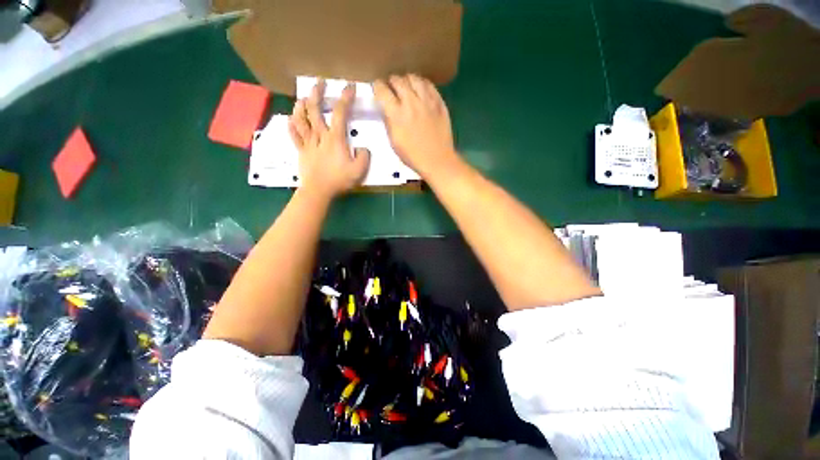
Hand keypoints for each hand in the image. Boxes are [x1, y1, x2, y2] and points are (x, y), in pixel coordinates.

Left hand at [289, 79, 370, 199]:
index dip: (345, 98)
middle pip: (315, 109)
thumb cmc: (339, 180)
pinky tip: (291, 119)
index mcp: (335, 138)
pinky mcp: (301, 151)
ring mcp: (308, 142)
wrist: (319, 191)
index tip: (349, 87)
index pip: (340, 112)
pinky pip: (294, 135)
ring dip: (300, 106)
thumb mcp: (359, 170)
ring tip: (302, 98)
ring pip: (301, 119)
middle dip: (316, 93)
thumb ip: (364, 156)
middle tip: (319, 82)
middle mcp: (320, 135)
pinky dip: (291, 125)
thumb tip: (362, 148)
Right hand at [373, 74, 459, 179]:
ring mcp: (427, 101)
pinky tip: (420, 91)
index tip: (378, 90)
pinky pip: (429, 85)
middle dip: (391, 83)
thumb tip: (386, 108)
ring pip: (414, 78)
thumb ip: (388, 121)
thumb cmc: (412, 156)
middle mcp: (411, 103)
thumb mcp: (394, 141)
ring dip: (407, 81)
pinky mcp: (439, 103)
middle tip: (392, 90)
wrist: (437, 160)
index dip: (377, 87)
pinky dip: (422, 85)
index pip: (382, 89)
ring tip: (407, 88)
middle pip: (397, 79)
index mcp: (396, 114)